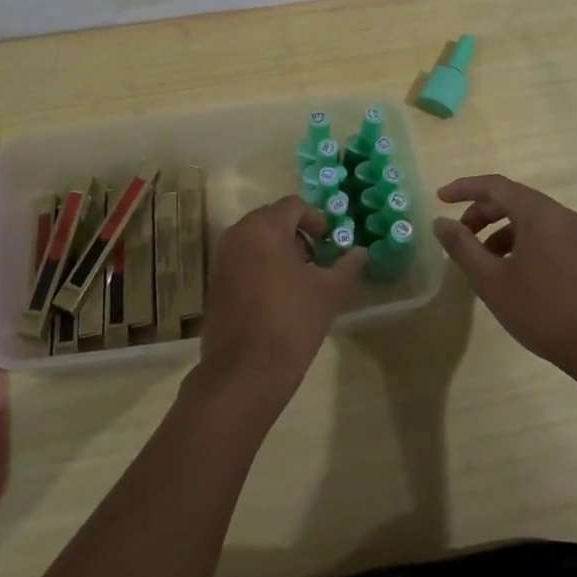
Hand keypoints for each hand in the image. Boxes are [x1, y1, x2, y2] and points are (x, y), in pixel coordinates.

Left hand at [194, 195, 366, 408]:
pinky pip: (242, 259)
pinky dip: (261, 265)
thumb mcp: (328, 291)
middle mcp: (237, 234)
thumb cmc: (291, 321)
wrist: (245, 371)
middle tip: (317, 261)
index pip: (294, 205)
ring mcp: (222, 258)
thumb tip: (361, 252)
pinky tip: (278, 295)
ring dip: (279, 250)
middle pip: (272, 219)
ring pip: (256, 239)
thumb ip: (346, 266)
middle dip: (297, 234)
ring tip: (300, 280)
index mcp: (264, 227)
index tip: (329, 243)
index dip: (316, 219)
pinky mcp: (215, 282)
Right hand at [434, 174, 576, 377]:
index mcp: (538, 213)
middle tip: (460, 237)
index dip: (464, 188)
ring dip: (502, 233)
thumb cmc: (543, 311)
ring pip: (532, 222)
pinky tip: (516, 278)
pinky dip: (524, 246)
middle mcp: (561, 216)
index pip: (495, 186)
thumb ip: (462, 247)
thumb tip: (440, 222)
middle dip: (482, 214)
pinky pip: (549, 238)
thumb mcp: (492, 281)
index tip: (440, 198)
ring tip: (485, 264)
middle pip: (514, 201)